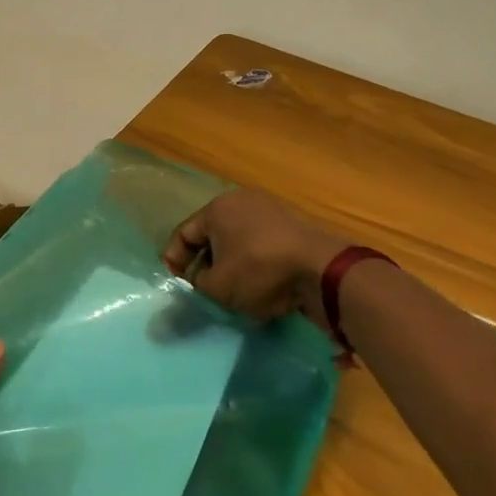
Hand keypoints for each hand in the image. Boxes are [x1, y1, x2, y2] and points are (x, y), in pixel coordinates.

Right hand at [163, 188, 351, 329]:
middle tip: (201, 291)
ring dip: (230, 267)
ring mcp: (271, 213)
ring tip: (229, 293)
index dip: (174, 261)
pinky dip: (254, 266)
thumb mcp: (216, 288)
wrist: (321, 271)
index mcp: (217, 208)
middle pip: (211, 236)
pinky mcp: (293, 229)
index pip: (183, 234)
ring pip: (238, 243)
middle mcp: (242, 203)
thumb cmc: (258, 271)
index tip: (177, 286)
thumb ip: (195, 288)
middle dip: (204, 265)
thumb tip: (189, 292)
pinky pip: (261, 248)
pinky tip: (257, 289)